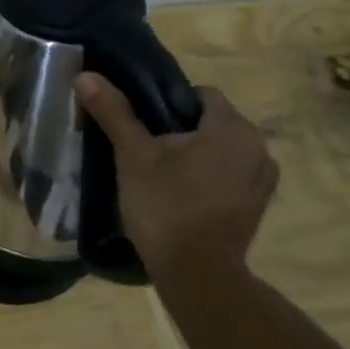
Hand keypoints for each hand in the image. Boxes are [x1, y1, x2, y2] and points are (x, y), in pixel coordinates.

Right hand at [74, 74, 277, 277]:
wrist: (196, 273)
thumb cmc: (165, 206)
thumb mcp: (133, 156)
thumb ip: (114, 113)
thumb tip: (85, 75)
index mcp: (233, 128)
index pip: (200, 94)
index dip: (167, 103)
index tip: (141, 125)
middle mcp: (258, 147)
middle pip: (212, 122)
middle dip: (180, 131)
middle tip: (144, 151)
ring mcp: (263, 179)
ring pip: (222, 151)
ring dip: (197, 156)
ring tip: (162, 175)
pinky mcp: (258, 206)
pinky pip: (231, 176)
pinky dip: (210, 179)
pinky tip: (183, 197)